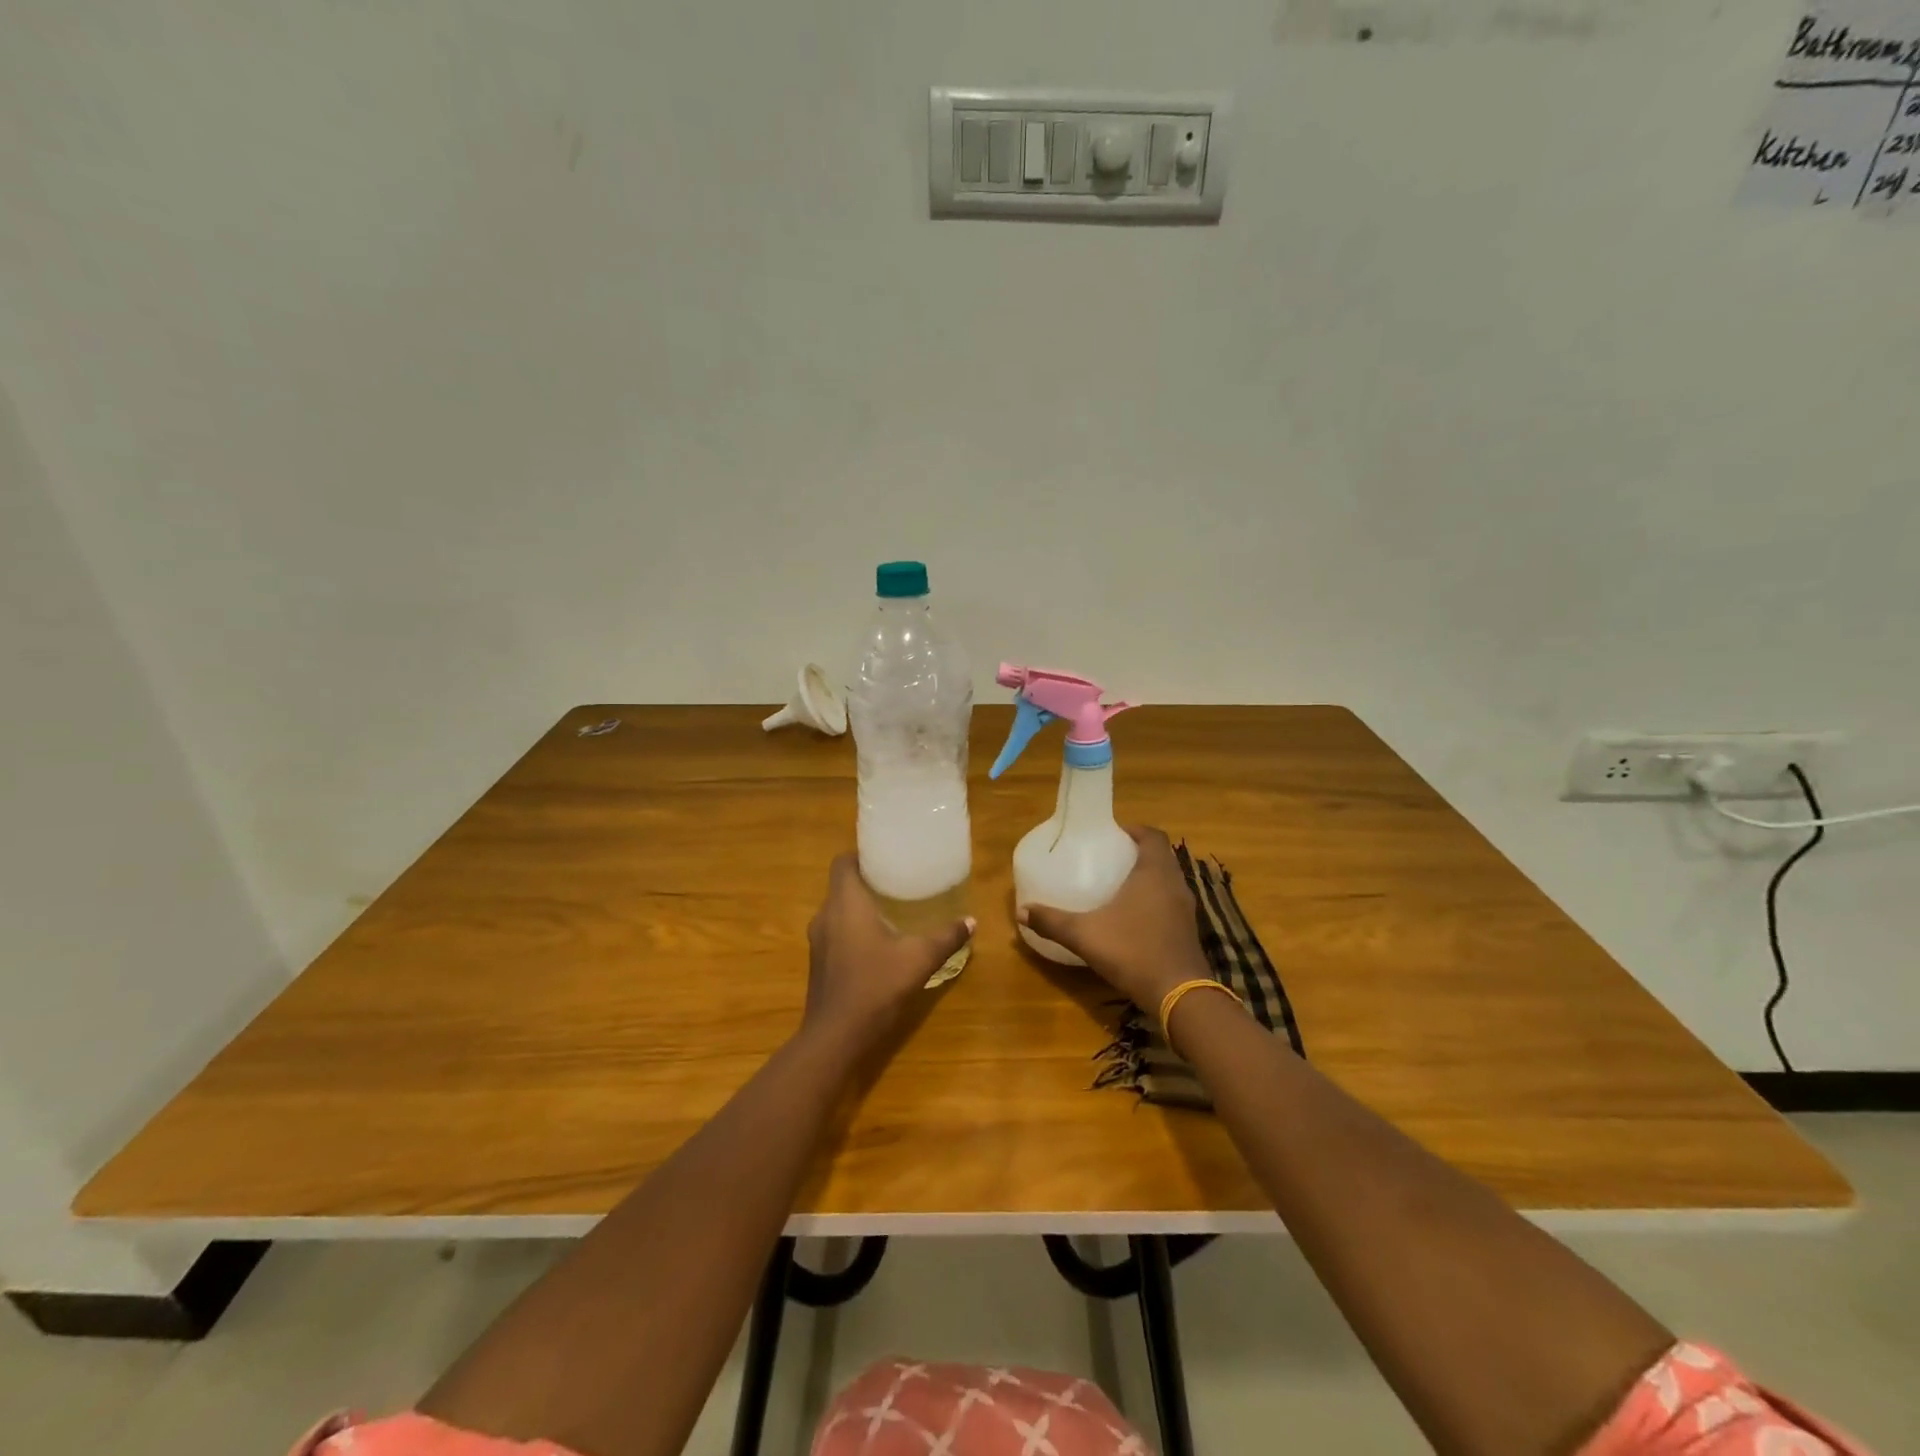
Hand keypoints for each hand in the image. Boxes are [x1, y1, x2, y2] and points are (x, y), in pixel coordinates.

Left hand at [803, 854, 973, 1050]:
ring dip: (861, 907)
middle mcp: (826, 915)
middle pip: (843, 885)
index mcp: (845, 903)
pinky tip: (879, 943)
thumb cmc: (875, 985)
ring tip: (894, 909)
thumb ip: (946, 937)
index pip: (843, 862)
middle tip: (900, 881)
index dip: (862, 855)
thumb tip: (971, 921)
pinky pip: (836, 932)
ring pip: (839, 910)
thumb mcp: (919, 959)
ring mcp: (818, 941)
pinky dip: (854, 929)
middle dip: (869, 881)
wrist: (835, 1037)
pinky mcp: (819, 962)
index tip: (888, 857)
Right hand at [1019, 826, 1208, 1010]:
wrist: (1178, 995)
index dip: (1134, 830)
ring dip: (1147, 877)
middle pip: (1160, 856)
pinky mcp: (1188, 930)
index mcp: (1154, 873)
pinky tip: (1131, 916)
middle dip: (1137, 852)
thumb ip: (1052, 921)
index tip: (1112, 834)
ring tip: (1117, 884)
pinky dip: (1154, 900)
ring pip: (1167, 880)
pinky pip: (1170, 902)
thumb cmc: (1133, 951)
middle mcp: (1174, 884)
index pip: (1153, 835)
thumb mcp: (1085, 935)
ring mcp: (1185, 909)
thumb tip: (1021, 911)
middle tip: (1108, 857)